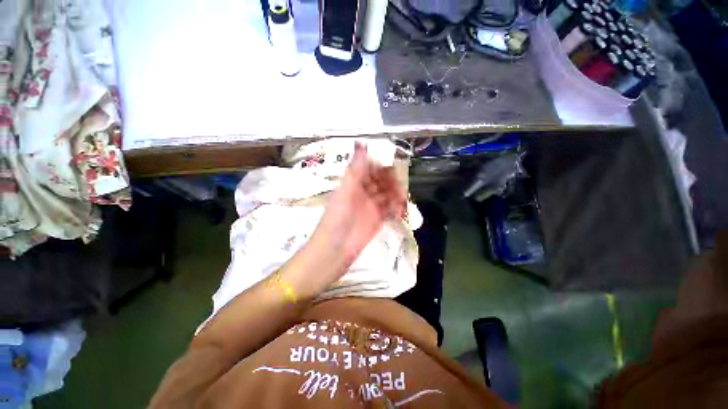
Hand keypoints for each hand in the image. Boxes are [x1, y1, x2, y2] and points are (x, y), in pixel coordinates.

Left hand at [311, 142, 405, 275]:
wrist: (334, 251)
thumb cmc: (336, 218)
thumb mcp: (345, 190)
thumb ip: (355, 168)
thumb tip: (360, 142)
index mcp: (353, 184)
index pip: (370, 169)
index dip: (380, 166)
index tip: (390, 168)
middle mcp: (362, 193)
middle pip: (381, 181)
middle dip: (391, 181)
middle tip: (398, 186)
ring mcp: (371, 207)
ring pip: (387, 195)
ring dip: (396, 195)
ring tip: (401, 200)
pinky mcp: (377, 221)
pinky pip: (389, 210)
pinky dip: (396, 209)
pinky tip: (400, 211)